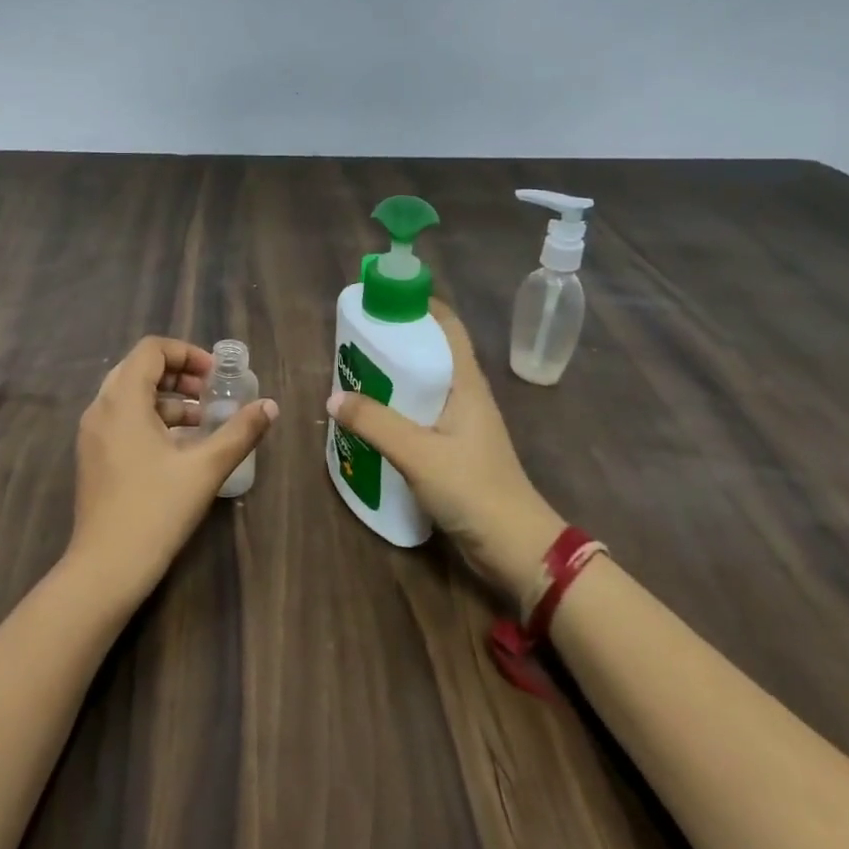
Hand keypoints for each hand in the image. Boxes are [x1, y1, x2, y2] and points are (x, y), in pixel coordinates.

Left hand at [69, 336, 278, 606]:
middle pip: (139, 370)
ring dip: (167, 399)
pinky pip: (122, 420)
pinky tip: (179, 447)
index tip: (216, 376)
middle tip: (211, 393)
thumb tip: (270, 406)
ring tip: (203, 421)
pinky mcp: (93, 457)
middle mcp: (101, 409)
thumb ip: (240, 432)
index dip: (187, 353)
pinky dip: (151, 420)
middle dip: (179, 374)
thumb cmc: (156, 510)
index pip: (151, 350)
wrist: (107, 567)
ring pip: (130, 397)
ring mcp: (92, 434)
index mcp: (122, 400)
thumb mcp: (205, 468)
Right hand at [326, 300, 565, 613]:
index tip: (382, 300)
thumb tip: (333, 398)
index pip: (448, 327)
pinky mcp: (454, 451)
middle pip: (430, 354)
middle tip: (354, 343)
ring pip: (423, 388)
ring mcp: (461, 425)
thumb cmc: (473, 489)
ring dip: (392, 380)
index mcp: (466, 384)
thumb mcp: (417, 453)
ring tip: (353, 378)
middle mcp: (465, 397)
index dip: (420, 305)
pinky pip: (420, 418)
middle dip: (395, 343)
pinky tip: (370, 423)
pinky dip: (395, 412)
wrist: (515, 548)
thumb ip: (374, 423)